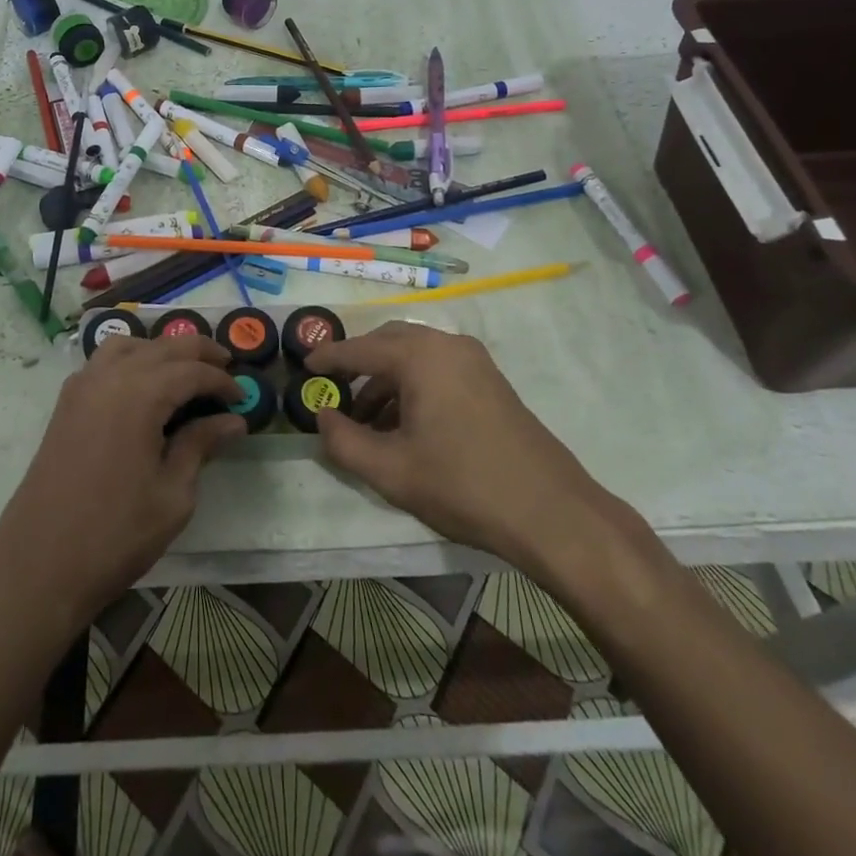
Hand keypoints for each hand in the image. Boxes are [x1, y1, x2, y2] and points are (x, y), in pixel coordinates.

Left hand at [0, 333, 244, 624]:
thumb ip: (200, 446)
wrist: (39, 565)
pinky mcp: (67, 403)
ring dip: (162, 349)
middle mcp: (110, 377)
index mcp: (140, 395)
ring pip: (130, 345)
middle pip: (163, 347)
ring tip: (186, 370)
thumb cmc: (115, 534)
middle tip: (227, 369)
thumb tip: (232, 421)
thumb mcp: (172, 495)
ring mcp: (82, 386)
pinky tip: (144, 384)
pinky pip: (104, 361)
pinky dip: (131, 358)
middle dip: (199, 352)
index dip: (222, 381)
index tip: (243, 400)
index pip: (192, 371)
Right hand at [309, 322, 605, 569]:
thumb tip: (322, 416)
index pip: (360, 349)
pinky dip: (413, 387)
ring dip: (387, 380)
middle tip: (334, 390)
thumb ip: (344, 441)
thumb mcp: (391, 471)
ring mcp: (475, 362)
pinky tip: (405, 425)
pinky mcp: (491, 382)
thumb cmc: (463, 485)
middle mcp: (447, 345)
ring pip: (416, 357)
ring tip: (366, 422)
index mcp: (421, 356)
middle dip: (359, 364)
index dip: (329, 358)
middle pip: (390, 342)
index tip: (305, 367)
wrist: (551, 512)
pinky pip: (438, 370)